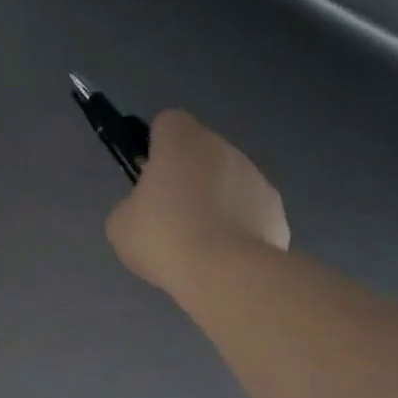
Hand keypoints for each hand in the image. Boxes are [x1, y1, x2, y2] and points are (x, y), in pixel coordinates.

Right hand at [107, 110, 288, 295]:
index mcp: (182, 141)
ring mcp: (256, 178)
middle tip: (170, 217)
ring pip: (229, 181)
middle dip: (188, 177)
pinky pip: (250, 212)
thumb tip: (147, 209)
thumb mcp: (121, 224)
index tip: (149, 177)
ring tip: (201, 244)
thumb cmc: (164, 238)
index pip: (168, 123)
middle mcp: (224, 149)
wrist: (225, 274)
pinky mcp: (276, 211)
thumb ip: (132, 205)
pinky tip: (226, 257)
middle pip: (201, 152)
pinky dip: (240, 227)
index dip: (156, 146)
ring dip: (216, 201)